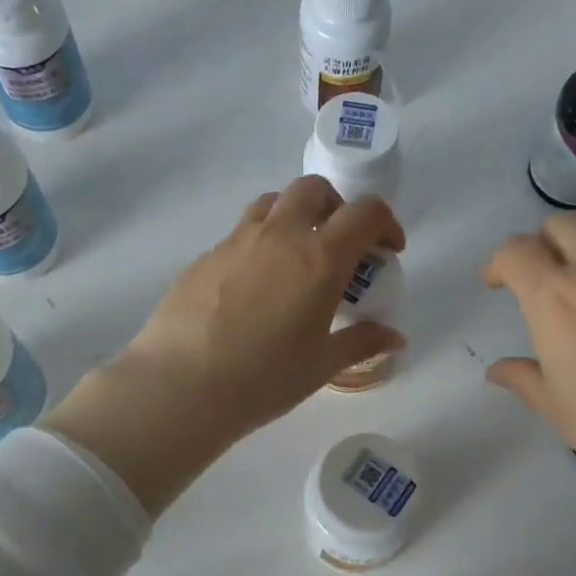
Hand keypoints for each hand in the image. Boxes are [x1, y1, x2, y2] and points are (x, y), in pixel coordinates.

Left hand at [45, 177, 405, 513]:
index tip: (388, 250)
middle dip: (337, 207)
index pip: (364, 213)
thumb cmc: (264, 378)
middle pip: (314, 189)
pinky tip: (254, 287)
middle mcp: (279, 235)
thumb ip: (361, 342)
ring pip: (272, 202)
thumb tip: (394, 337)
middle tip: (340, 244)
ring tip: (296, 257)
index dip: (385, 223)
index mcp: (319, 258)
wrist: (181, 386)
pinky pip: (240, 233)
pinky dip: (259, 243)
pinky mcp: (204, 257)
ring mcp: (236, 241)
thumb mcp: (321, 365)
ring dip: (294, 215)